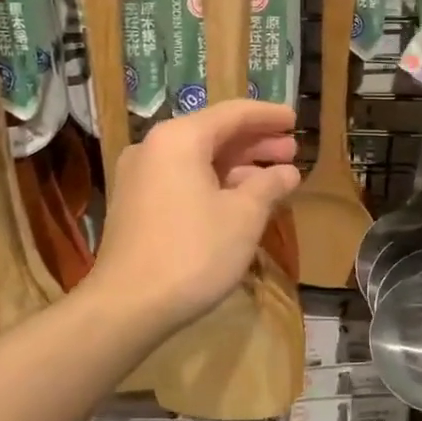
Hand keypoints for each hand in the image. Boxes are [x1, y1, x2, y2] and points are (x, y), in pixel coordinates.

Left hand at [87, 101, 300, 336]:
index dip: (268, 116)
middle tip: (291, 150)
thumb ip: (268, 185)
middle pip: (214, 134)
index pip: (233, 114)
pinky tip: (240, 200)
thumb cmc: (193, 252)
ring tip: (274, 177)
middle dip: (255, 142)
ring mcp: (140, 176)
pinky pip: (182, 179)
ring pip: (198, 159)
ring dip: (237, 166)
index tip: (295, 119)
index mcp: (179, 138)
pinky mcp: (136, 204)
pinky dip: (214, 183)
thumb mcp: (243, 217)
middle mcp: (154, 147)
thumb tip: (287, 172)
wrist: (127, 306)